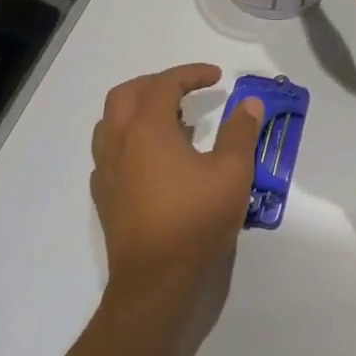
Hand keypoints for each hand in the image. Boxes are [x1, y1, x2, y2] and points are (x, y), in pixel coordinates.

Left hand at [90, 65, 264, 294]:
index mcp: (147, 129)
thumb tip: (250, 104)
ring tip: (174, 122)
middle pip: (127, 95)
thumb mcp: (233, 172)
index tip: (217, 77)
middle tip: (188, 91)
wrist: (156, 281)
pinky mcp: (105, 196)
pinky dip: (132, 140)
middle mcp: (119, 143)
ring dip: (139, 111)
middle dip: (157, 84)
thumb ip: (241, 132)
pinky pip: (111, 152)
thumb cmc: (196, 220)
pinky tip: (157, 160)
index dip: (190, 74)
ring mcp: (106, 171)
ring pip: (112, 123)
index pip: (164, 84)